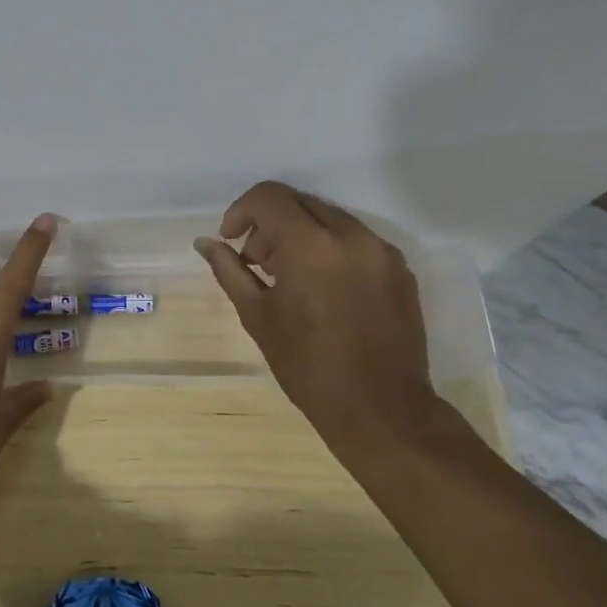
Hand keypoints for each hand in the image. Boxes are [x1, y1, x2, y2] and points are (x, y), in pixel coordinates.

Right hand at [195, 182, 470, 464]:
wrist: (380, 409)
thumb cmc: (307, 366)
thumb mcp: (257, 316)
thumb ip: (229, 270)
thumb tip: (205, 243)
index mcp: (312, 245)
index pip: (270, 197)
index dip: (241, 210)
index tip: (231, 239)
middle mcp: (351, 236)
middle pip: (300, 203)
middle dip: (270, 223)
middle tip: (257, 262)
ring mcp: (381, 251)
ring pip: (330, 218)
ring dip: (300, 234)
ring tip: (289, 278)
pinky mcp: (400, 269)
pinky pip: (356, 240)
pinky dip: (330, 249)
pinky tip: (322, 289)